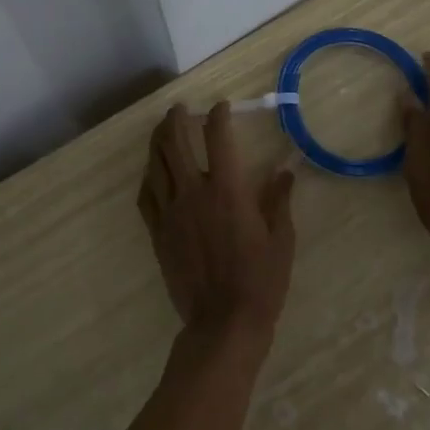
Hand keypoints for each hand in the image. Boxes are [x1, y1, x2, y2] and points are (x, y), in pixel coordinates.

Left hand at [137, 102, 296, 349]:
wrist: (223, 321)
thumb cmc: (261, 280)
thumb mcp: (281, 239)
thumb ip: (279, 201)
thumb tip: (284, 172)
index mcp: (227, 191)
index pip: (218, 138)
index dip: (218, 116)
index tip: (220, 107)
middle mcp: (194, 193)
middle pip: (175, 143)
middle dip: (176, 119)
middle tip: (180, 109)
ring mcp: (171, 213)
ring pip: (156, 165)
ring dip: (157, 141)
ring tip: (162, 130)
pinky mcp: (157, 233)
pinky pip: (145, 196)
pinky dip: (148, 177)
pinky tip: (152, 172)